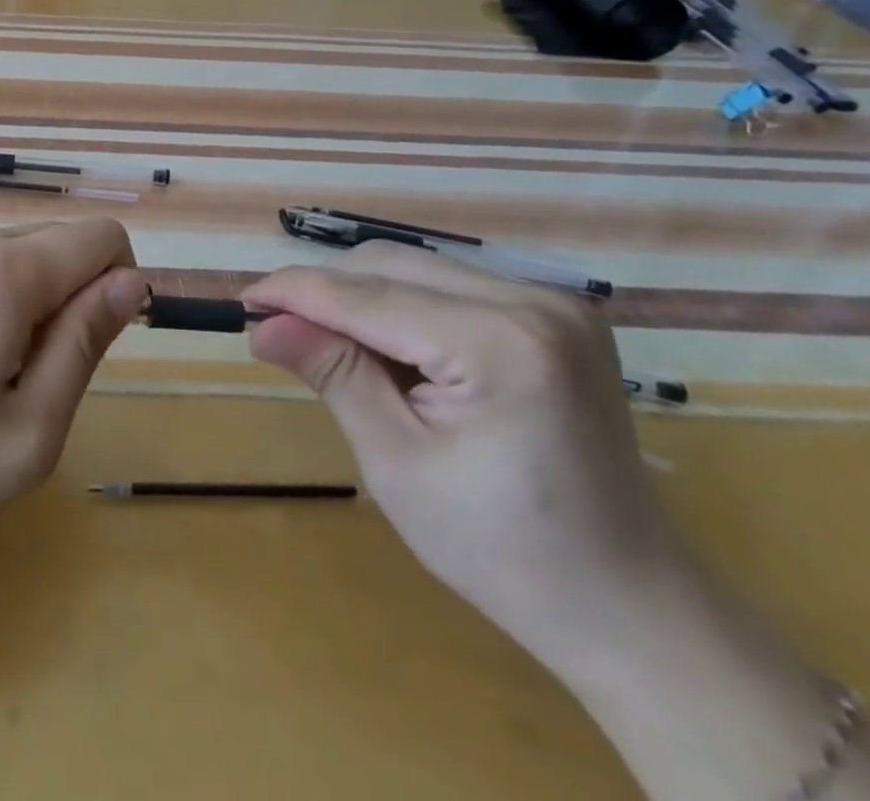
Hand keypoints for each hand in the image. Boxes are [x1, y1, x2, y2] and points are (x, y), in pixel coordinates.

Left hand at [0, 219, 144, 565]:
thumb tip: (133, 280)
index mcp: (3, 270)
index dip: (119, 290)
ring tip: (4, 379)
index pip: (103, 237)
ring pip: (36, 256)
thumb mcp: (30, 429)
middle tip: (40, 380)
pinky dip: (14, 307)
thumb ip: (86, 343)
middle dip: (80, 300)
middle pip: (69, 242)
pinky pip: (0, 268)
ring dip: (46, 308)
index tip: (90, 353)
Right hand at [243, 245, 688, 673]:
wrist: (627, 603)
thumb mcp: (397, 463)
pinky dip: (403, 306)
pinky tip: (388, 349)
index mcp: (501, 343)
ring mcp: (554, 300)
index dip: (295, 292)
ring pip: (418, 269)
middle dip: (326, 292)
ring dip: (361, 298)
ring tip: (329, 345)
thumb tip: (263, 323)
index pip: (367, 296)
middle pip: (392, 266)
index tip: (242, 300)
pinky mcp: (556, 312)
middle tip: (276, 328)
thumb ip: (332, 374)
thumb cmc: (502, 550)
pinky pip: (451, 286)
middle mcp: (534, 300)